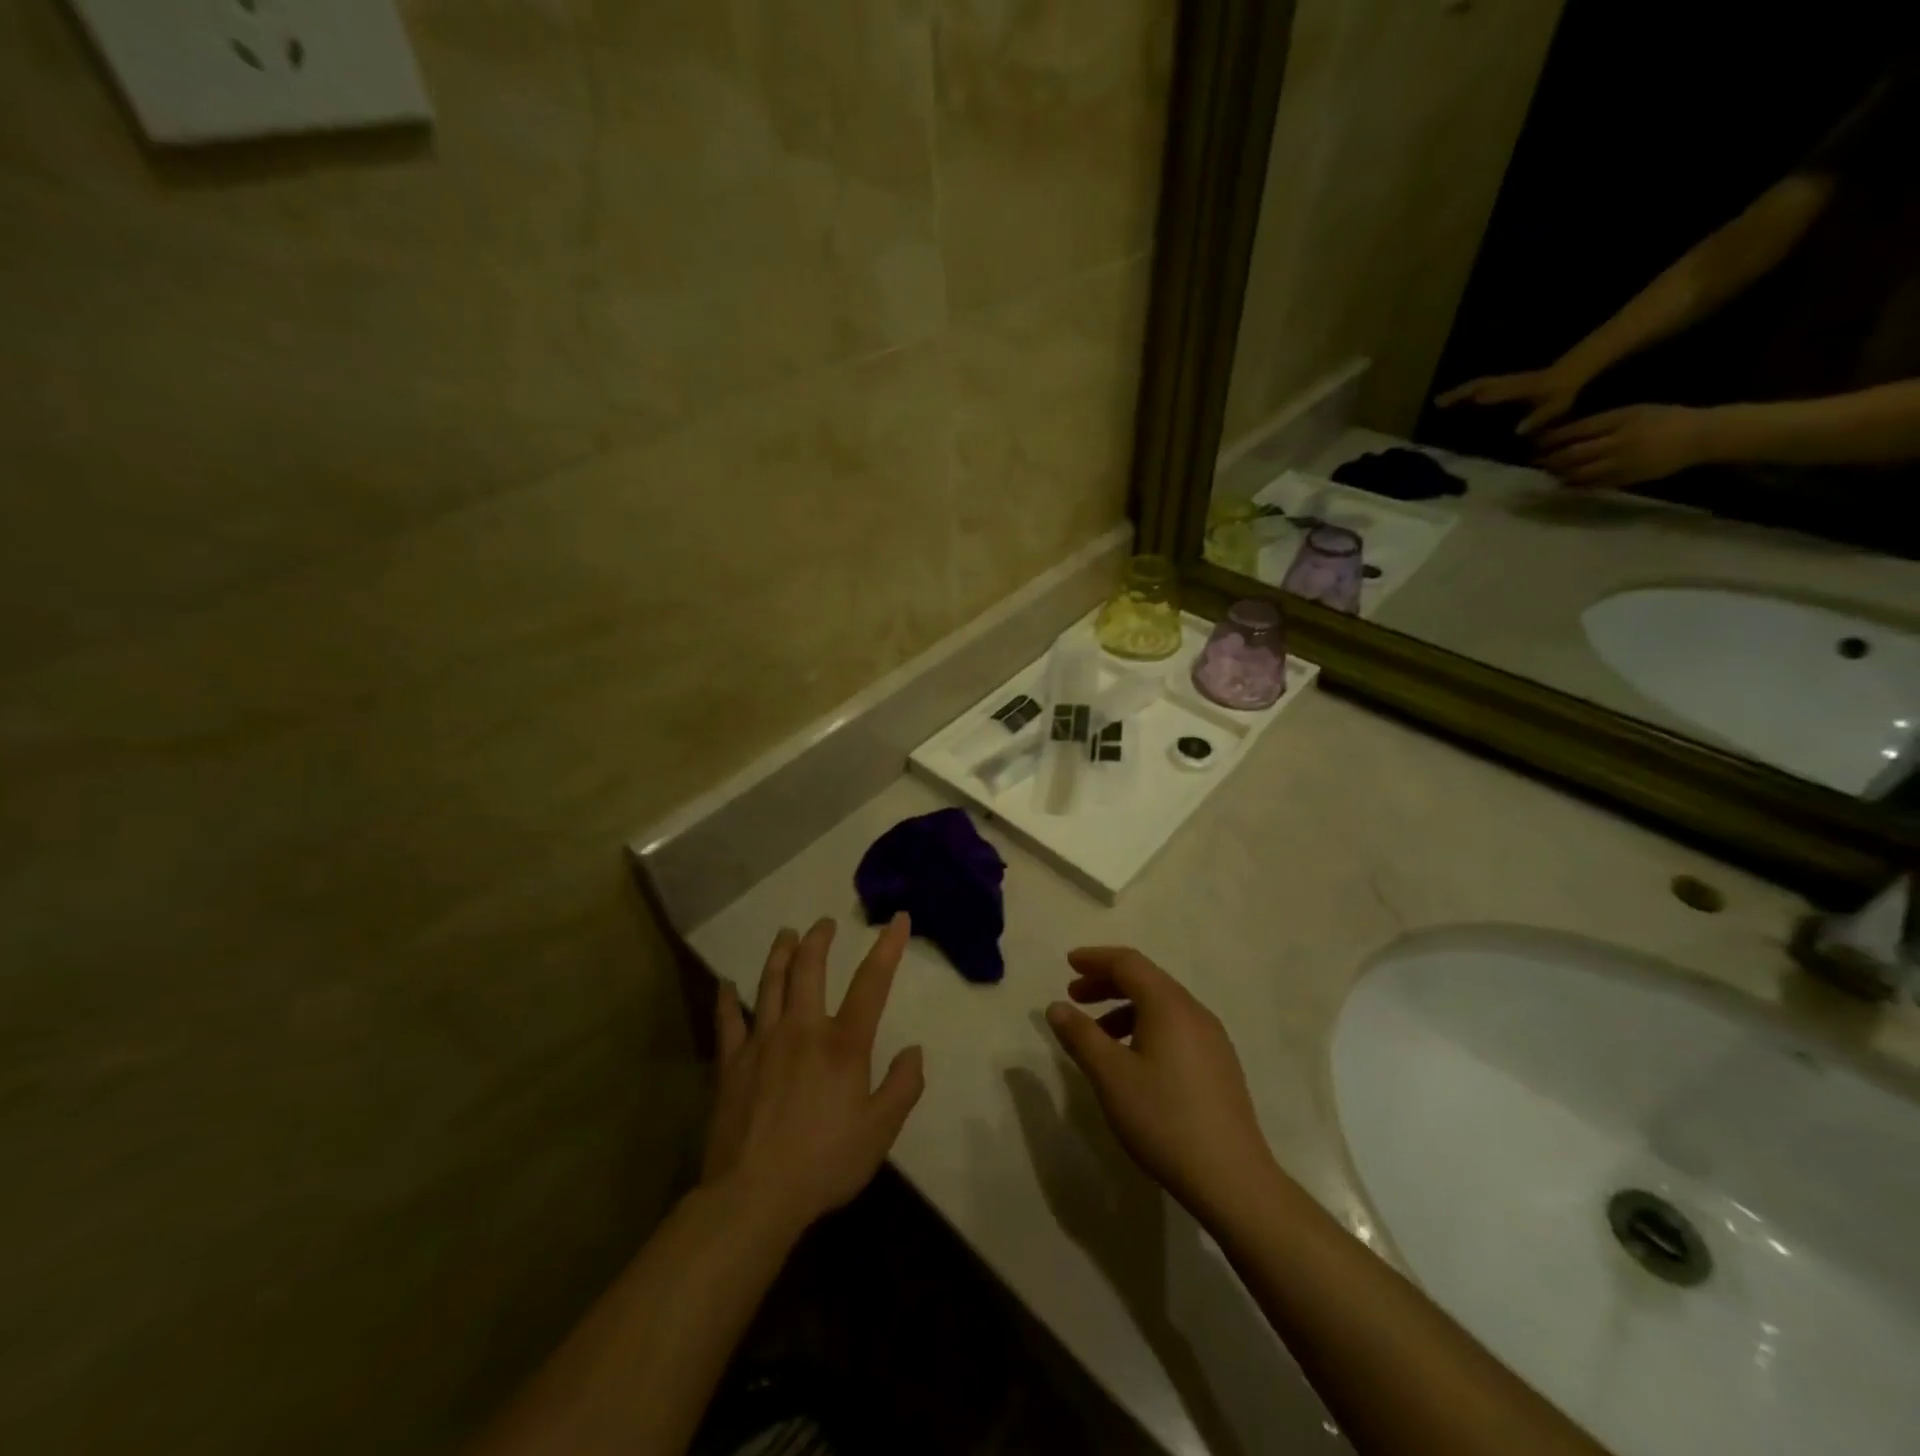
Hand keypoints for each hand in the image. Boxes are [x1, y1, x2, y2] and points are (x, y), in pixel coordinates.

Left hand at [702, 916, 924, 1233]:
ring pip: (770, 984)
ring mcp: (762, 1042)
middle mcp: (802, 1029)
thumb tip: (914, 1051)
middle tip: (824, 923)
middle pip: (810, 969)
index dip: (887, 947)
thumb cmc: (824, 1163)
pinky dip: (727, 999)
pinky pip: (728, 1021)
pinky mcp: (731, 1063)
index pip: (871, 983)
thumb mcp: (880, 1131)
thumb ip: (902, 1087)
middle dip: (819, 940)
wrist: (754, 1196)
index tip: (897, 918)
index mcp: (843, 1044)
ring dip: (780, 954)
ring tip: (786, 933)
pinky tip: (725, 984)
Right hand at [1045, 947, 1269, 1219]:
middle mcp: (1194, 1012)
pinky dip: (1146, 1027)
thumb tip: (1056, 1007)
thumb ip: (1081, 1036)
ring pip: (1162, 1006)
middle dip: (1107, 983)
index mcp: (1169, 1005)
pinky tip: (1133, 1061)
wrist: (1232, 1179)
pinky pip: (1176, 1028)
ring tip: (1098, 1036)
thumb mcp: (1110, 1076)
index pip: (1128, 963)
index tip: (1068, 964)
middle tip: (1074, 997)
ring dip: (1125, 1008)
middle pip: (1146, 980)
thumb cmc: (1164, 1119)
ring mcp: (1212, 1039)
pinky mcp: (1220, 1066)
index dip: (1095, 958)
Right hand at [1435, 364, 1587, 433]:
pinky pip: (1497, 389)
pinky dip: (1484, 394)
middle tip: (1438, 402)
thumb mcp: (1560, 401)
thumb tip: (1517, 431)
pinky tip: (1480, 403)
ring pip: (1488, 385)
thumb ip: (1541, 416)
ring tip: (1453, 402)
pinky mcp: (1526, 386)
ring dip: (1469, 392)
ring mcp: (1519, 384)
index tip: (1439, 403)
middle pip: (1481, 385)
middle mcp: (1513, 384)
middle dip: (1460, 393)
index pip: (1485, 391)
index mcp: (1517, 388)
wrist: (1594, 362)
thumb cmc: (1574, 384)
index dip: (1462, 396)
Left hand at [1534, 404, 1713, 488]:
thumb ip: (1600, 423)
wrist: (1700, 437)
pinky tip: (1566, 482)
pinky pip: (1591, 484)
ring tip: (1549, 471)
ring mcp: (1621, 462)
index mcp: (1620, 420)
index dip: (1551, 439)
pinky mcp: (1625, 479)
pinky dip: (1574, 484)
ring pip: (1577, 472)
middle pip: (1571, 454)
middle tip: (1536, 460)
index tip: (1536, 443)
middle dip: (1549, 458)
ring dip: (1558, 473)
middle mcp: (1618, 441)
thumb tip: (1563, 434)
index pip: (1575, 431)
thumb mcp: (1633, 412)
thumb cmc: (1664, 420)